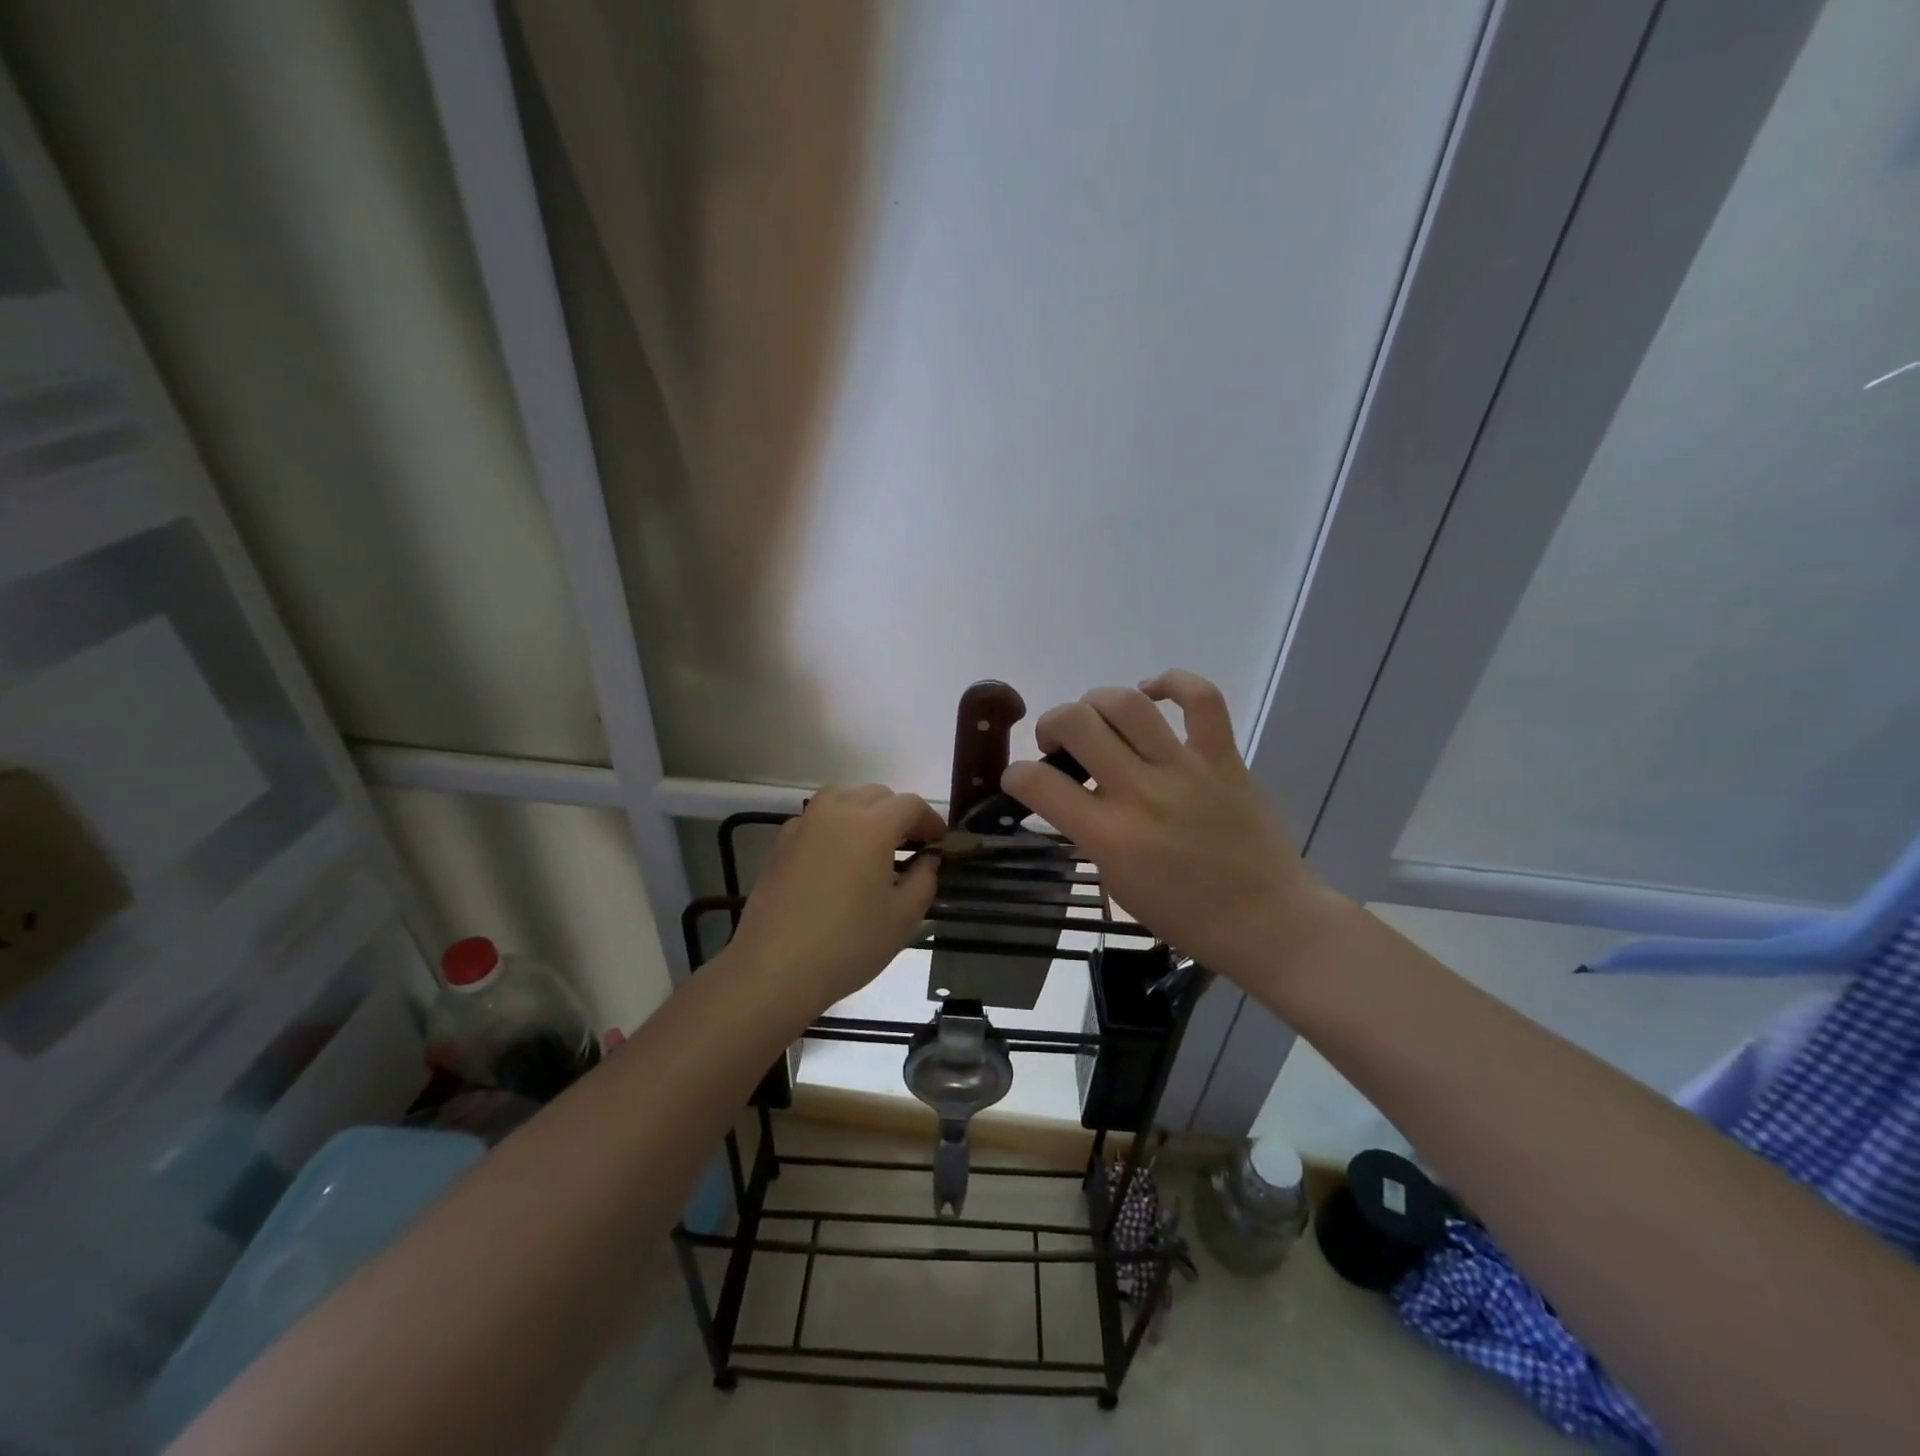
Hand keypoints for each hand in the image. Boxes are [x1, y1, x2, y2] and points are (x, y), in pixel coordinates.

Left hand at [728, 784, 944, 1012]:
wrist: (775, 968)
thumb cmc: (849, 943)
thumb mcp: (903, 916)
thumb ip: (924, 879)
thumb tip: (926, 859)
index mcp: (871, 824)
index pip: (910, 805)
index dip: (930, 820)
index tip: (939, 843)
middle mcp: (835, 812)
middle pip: (876, 795)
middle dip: (899, 814)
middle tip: (911, 846)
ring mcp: (803, 825)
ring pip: (842, 798)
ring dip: (865, 812)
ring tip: (874, 847)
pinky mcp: (781, 844)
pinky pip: (816, 820)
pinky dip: (835, 826)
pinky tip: (838, 860)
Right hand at [1001, 670, 1348, 986]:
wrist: (1268, 921)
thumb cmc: (1186, 916)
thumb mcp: (1117, 884)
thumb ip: (1090, 835)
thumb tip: (1075, 797)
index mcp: (1110, 836)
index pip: (1039, 784)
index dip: (1016, 774)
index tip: (1019, 778)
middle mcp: (1142, 792)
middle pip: (1077, 723)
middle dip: (1051, 724)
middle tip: (1058, 744)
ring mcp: (1186, 769)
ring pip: (1127, 703)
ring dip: (1096, 702)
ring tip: (1096, 719)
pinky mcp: (1223, 758)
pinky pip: (1201, 699)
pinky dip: (1172, 682)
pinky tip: (1152, 691)